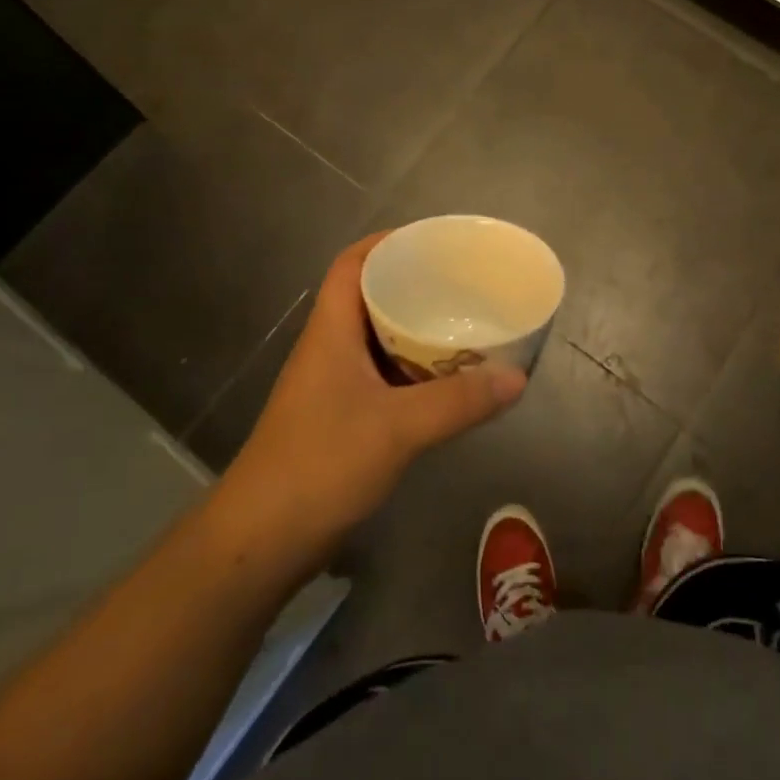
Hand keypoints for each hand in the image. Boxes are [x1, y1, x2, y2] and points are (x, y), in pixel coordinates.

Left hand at [219, 232, 526, 560]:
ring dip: (414, 330)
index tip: (432, 240)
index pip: (351, 263)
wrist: (262, 539)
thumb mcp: (398, 428)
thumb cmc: (321, 463)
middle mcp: (329, 348)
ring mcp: (331, 385)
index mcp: (331, 331)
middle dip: (412, 284)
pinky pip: (381, 376)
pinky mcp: (339, 418)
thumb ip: (460, 401)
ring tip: (462, 324)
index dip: (387, 242)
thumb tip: (517, 376)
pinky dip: (412, 370)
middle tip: (461, 283)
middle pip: (369, 297)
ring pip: (377, 339)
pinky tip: (445, 381)